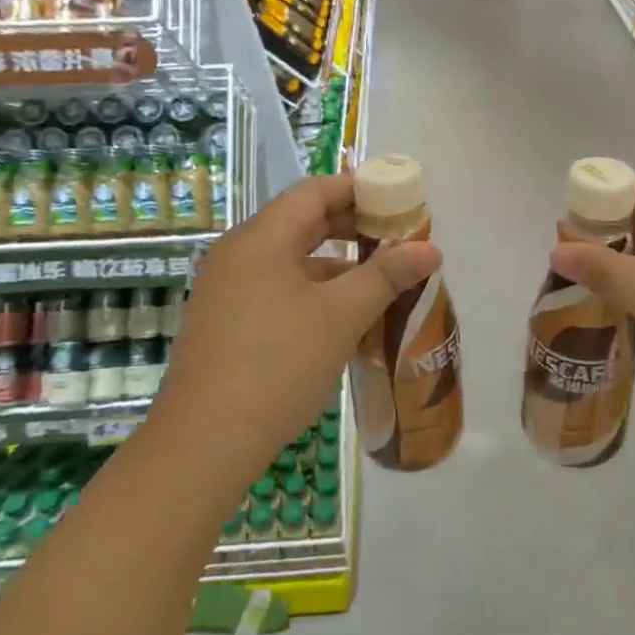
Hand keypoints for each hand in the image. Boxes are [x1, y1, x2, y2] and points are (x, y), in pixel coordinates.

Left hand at [152, 174, 441, 492]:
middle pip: (302, 222)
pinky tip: (341, 320)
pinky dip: (312, 292)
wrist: (204, 444)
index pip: (315, 191)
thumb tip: (431, 248)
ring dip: (336, 265)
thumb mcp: (342, 316)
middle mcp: (239, 254)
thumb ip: (387, 275)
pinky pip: (276, 289)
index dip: (359, 190)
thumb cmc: (278, 364)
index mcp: (262, 238)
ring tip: (379, 283)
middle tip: (396, 241)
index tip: (397, 203)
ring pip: (291, 260)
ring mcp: (227, 290)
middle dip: (352, 228)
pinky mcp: (225, 323)